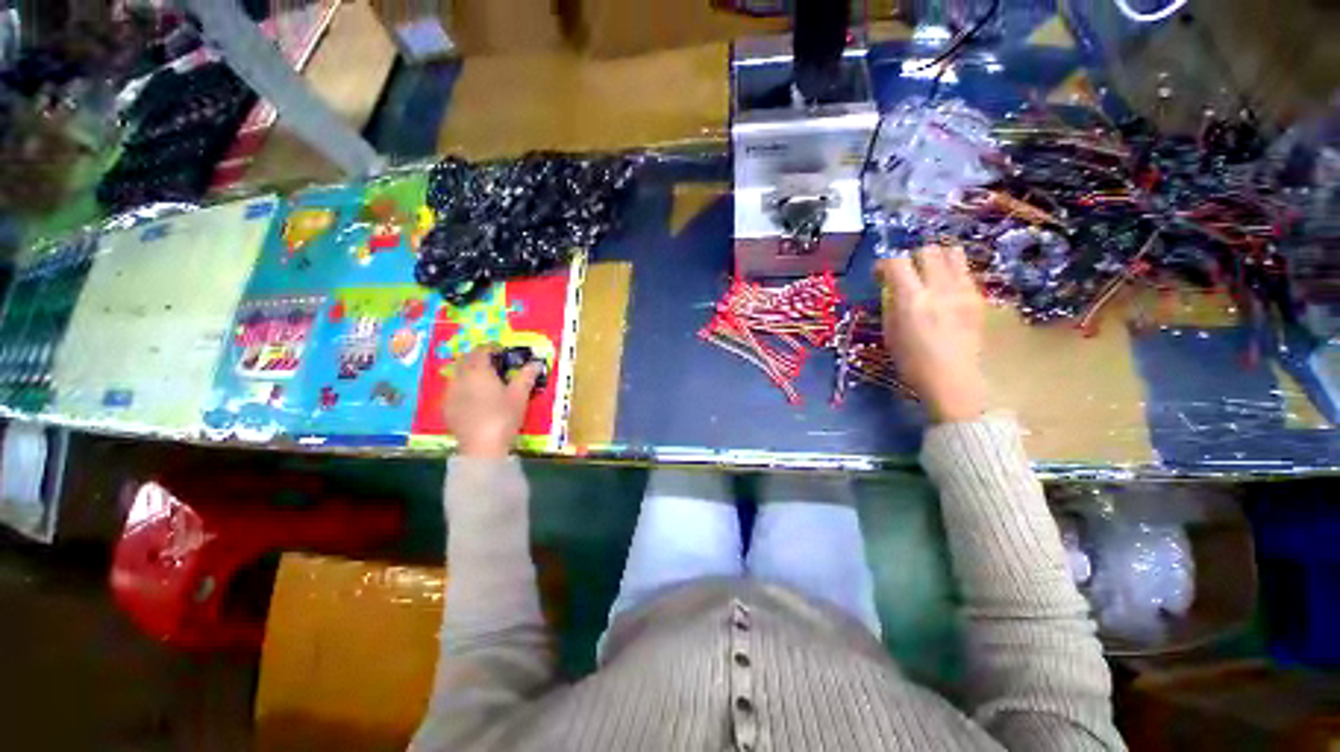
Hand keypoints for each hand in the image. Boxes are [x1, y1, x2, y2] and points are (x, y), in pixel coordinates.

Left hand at [445, 346, 542, 457]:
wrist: (482, 446)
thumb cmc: (503, 416)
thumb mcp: (519, 395)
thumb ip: (526, 376)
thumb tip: (536, 362)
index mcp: (479, 371)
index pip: (481, 350)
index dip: (491, 347)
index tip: (502, 350)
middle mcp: (460, 378)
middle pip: (465, 360)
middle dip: (477, 357)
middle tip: (493, 363)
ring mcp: (450, 393)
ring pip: (457, 374)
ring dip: (468, 372)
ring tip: (483, 380)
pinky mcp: (446, 409)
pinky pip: (453, 390)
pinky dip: (463, 387)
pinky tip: (473, 398)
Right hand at [876, 244, 986, 422]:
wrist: (952, 379)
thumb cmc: (912, 362)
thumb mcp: (890, 333)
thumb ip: (891, 304)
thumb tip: (890, 287)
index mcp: (911, 301)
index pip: (896, 262)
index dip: (884, 264)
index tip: (880, 275)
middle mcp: (939, 289)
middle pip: (927, 250)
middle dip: (912, 258)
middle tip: (906, 274)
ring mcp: (963, 291)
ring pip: (952, 253)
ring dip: (936, 259)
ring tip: (929, 275)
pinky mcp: (978, 297)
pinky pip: (964, 271)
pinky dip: (951, 273)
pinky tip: (945, 291)